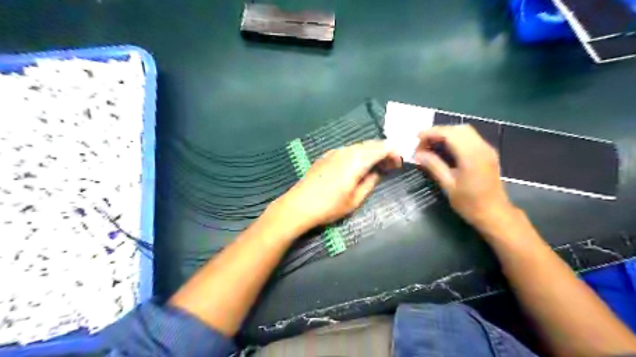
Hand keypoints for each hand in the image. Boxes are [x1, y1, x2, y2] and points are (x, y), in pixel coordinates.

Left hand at [275, 139, 401, 230]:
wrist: (299, 205)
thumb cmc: (329, 206)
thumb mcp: (355, 200)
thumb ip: (370, 182)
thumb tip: (378, 172)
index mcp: (357, 160)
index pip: (382, 148)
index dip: (393, 153)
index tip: (398, 164)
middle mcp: (346, 151)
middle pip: (371, 144)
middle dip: (384, 151)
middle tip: (390, 165)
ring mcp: (335, 152)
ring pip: (359, 146)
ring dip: (371, 152)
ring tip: (376, 166)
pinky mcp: (326, 156)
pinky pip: (348, 150)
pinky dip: (359, 154)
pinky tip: (357, 165)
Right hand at [419, 124, 515, 225]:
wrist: (495, 214)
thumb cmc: (470, 203)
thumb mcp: (448, 185)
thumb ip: (434, 166)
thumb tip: (418, 154)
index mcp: (471, 155)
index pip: (449, 134)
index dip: (431, 132)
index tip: (416, 138)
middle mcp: (481, 147)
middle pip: (458, 129)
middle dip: (438, 132)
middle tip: (423, 143)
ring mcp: (487, 149)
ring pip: (465, 131)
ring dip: (447, 134)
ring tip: (431, 145)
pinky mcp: (488, 154)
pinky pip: (470, 138)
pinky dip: (455, 138)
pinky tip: (445, 149)